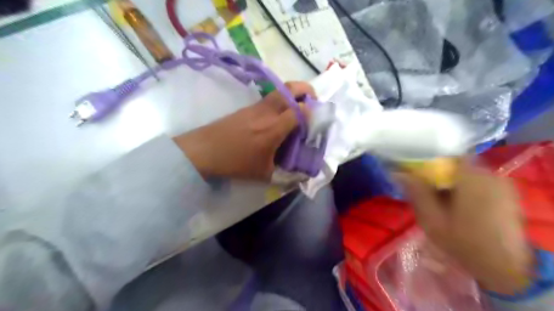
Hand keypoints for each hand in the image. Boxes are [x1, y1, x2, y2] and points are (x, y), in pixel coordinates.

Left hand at [173, 82, 313, 181]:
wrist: (203, 151)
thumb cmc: (235, 163)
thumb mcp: (264, 174)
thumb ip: (285, 175)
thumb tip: (301, 177)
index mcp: (274, 128)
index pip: (301, 110)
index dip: (313, 112)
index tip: (317, 120)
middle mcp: (268, 112)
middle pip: (292, 88)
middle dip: (307, 89)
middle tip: (313, 101)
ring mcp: (256, 106)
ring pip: (280, 90)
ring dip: (293, 93)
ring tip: (298, 108)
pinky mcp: (248, 107)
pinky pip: (269, 98)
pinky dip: (281, 100)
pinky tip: (278, 117)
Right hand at [396, 161, 534, 293]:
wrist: (503, 268)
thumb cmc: (463, 242)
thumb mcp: (431, 218)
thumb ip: (416, 191)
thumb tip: (397, 172)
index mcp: (472, 176)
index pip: (446, 154)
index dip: (428, 159)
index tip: (416, 170)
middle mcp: (490, 174)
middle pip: (456, 163)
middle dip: (438, 172)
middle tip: (424, 187)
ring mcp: (500, 183)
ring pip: (467, 172)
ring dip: (451, 180)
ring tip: (439, 197)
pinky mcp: (506, 193)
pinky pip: (478, 180)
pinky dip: (464, 186)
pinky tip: (456, 202)